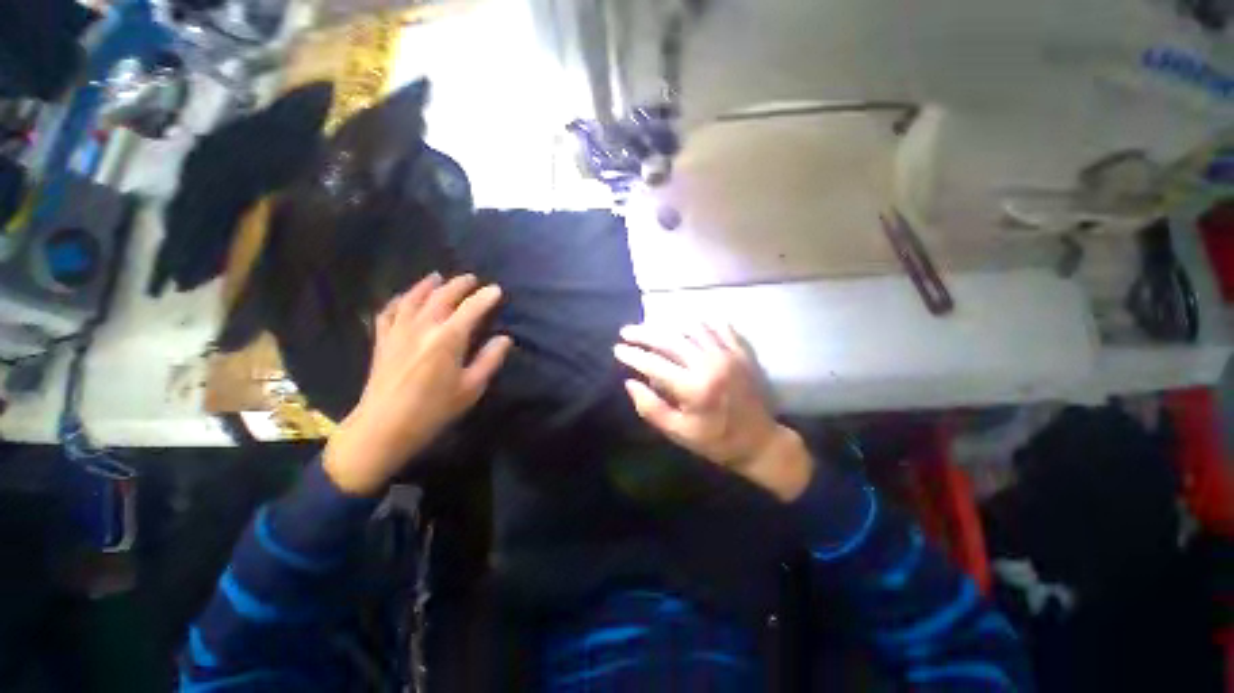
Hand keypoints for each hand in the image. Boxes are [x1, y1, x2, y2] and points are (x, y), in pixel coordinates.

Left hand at [324, 274, 512, 494]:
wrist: (383, 427)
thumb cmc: (433, 410)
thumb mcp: (471, 388)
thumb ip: (489, 360)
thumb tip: (504, 339)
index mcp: (447, 339)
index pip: (471, 309)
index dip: (485, 297)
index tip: (496, 290)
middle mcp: (422, 327)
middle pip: (442, 296)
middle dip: (459, 285)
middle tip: (472, 279)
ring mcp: (398, 331)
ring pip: (414, 298)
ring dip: (428, 285)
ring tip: (438, 277)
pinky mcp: (382, 340)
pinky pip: (389, 311)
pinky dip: (399, 300)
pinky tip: (405, 297)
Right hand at [614, 322, 812, 500]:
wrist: (760, 441)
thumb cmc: (715, 441)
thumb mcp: (678, 433)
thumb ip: (651, 408)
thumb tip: (630, 382)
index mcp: (694, 388)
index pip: (654, 364)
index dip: (632, 355)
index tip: (617, 349)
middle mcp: (710, 365)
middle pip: (670, 339)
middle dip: (644, 333)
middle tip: (627, 331)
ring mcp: (728, 355)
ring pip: (692, 327)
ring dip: (668, 324)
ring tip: (652, 327)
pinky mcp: (741, 352)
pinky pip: (717, 326)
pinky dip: (699, 323)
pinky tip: (687, 325)